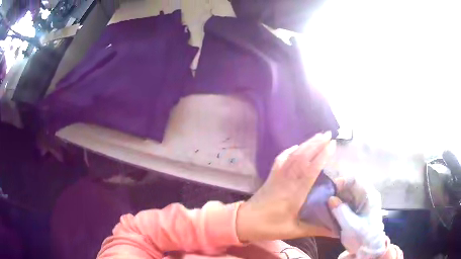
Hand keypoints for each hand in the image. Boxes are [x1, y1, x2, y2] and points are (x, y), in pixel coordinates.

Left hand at [236, 132, 336, 241]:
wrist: (243, 221)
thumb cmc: (269, 227)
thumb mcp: (294, 231)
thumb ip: (316, 229)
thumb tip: (336, 231)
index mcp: (294, 194)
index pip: (310, 170)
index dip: (322, 156)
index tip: (332, 145)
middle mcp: (286, 180)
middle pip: (302, 157)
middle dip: (316, 144)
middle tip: (328, 134)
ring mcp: (277, 176)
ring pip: (293, 155)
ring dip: (306, 144)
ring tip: (318, 135)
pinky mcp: (271, 176)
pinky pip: (281, 159)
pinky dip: (289, 150)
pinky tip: (296, 146)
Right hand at [328, 178, 387, 258]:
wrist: (368, 249)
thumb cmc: (363, 236)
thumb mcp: (350, 225)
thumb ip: (340, 211)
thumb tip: (330, 199)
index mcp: (369, 195)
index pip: (356, 180)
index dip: (343, 181)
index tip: (331, 189)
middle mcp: (366, 196)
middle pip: (351, 186)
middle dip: (338, 190)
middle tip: (325, 198)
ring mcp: (362, 203)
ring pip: (348, 194)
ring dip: (337, 198)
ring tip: (326, 204)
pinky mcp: (357, 210)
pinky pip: (347, 202)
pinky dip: (338, 204)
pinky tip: (331, 210)